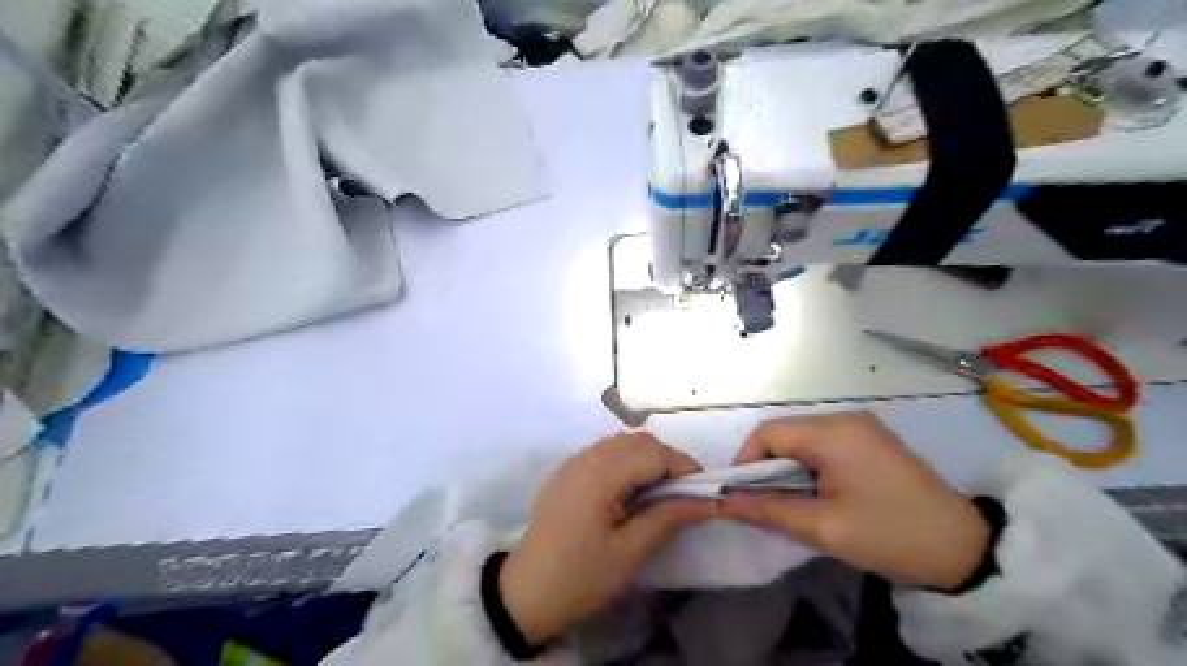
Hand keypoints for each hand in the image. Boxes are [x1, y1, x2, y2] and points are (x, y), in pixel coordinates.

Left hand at [496, 432, 713, 645]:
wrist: (524, 593)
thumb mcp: (629, 553)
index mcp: (600, 475)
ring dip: (646, 458)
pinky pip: (603, 452)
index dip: (684, 466)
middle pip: (638, 441)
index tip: (703, 491)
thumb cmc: (580, 576)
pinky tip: (629, 489)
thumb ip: (668, 518)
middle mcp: (585, 458)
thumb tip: (708, 502)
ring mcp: (572, 463)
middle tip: (682, 493)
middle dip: (667, 460)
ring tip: (659, 492)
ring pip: (621, 443)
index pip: (653, 453)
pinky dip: (625, 461)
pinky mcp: (565, 472)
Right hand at [718, 414, 988, 590]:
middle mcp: (844, 419)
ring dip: (787, 470)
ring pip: (801, 441)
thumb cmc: (890, 535)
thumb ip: (768, 510)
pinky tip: (817, 496)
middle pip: (784, 434)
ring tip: (791, 505)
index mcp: (833, 432)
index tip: (741, 498)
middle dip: (766, 469)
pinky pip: (822, 447)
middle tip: (765, 506)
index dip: (745, 462)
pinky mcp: (870, 442)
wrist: (965, 549)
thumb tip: (722, 503)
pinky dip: (808, 469)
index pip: (767, 433)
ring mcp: (860, 428)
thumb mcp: (824, 528)